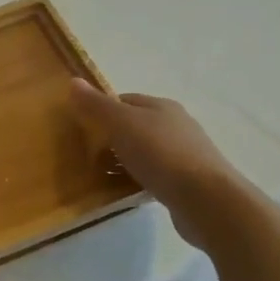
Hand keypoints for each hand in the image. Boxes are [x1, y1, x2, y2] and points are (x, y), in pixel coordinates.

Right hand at [70, 80, 255, 249]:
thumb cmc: (161, 154)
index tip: (81, 128)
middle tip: (86, 154)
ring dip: (123, 161)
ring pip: (144, 152)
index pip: (124, 100)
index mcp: (161, 106)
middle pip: (134, 126)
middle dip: (110, 138)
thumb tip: (73, 81)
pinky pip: (154, 175)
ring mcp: (184, 154)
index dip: (101, 110)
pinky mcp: (187, 182)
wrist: (206, 200)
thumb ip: (96, 105)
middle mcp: (176, 126)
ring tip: (100, 176)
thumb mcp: (121, 124)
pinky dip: (137, 180)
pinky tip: (125, 191)